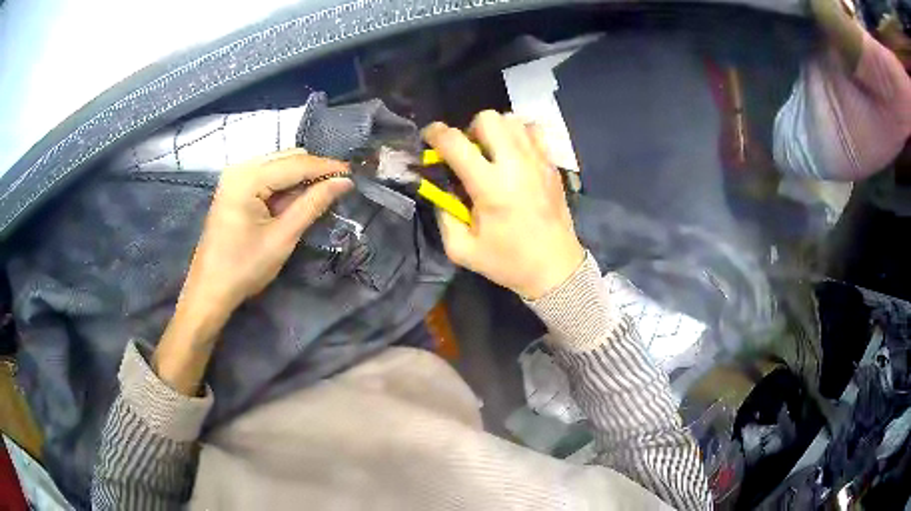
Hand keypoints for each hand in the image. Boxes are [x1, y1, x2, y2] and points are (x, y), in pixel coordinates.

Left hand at [181, 148, 352, 320]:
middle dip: (313, 172)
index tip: (353, 174)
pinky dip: (284, 187)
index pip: (295, 163)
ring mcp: (234, 177)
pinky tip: (295, 202)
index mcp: (247, 178)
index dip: (326, 167)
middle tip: (337, 189)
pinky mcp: (234, 188)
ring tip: (319, 197)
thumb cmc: (244, 267)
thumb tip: (344, 182)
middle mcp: (239, 168)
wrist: (210, 291)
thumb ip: (313, 204)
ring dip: (299, 179)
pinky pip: (267, 177)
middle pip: (286, 158)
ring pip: (278, 165)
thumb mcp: (282, 237)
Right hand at [423, 111, 583, 299]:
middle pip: (488, 118)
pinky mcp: (552, 164)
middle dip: (470, 130)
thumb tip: (438, 187)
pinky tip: (515, 155)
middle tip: (469, 154)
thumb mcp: (461, 249)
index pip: (454, 142)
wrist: (556, 268)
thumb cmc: (508, 262)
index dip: (434, 134)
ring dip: (495, 131)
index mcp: (490, 186)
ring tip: (493, 154)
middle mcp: (515, 165)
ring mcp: (538, 161)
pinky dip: (519, 135)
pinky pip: (533, 131)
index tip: (429, 138)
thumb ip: (443, 215)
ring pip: (512, 120)